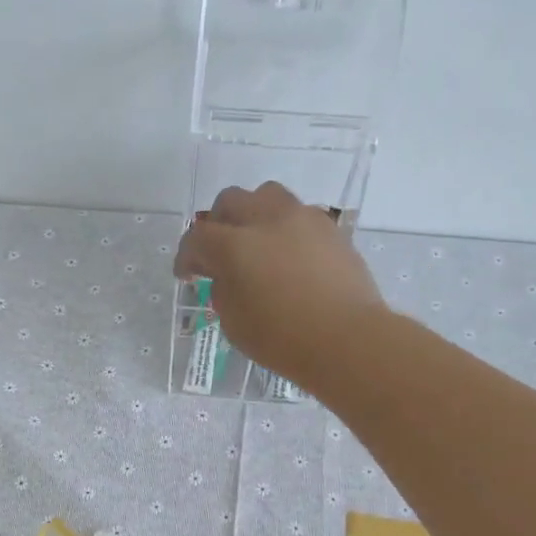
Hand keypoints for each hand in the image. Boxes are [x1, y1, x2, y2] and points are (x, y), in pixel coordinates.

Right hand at [173, 182, 386, 388]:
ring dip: (253, 214)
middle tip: (218, 252)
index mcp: (235, 246)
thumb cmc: (283, 339)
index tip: (187, 274)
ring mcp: (302, 219)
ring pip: (267, 196)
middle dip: (217, 224)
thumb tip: (227, 275)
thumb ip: (223, 290)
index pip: (198, 238)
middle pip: (230, 201)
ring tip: (256, 242)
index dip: (187, 256)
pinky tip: (288, 254)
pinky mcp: (330, 229)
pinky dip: (284, 228)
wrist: (347, 339)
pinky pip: (298, 214)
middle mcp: (266, 220)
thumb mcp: (234, 323)